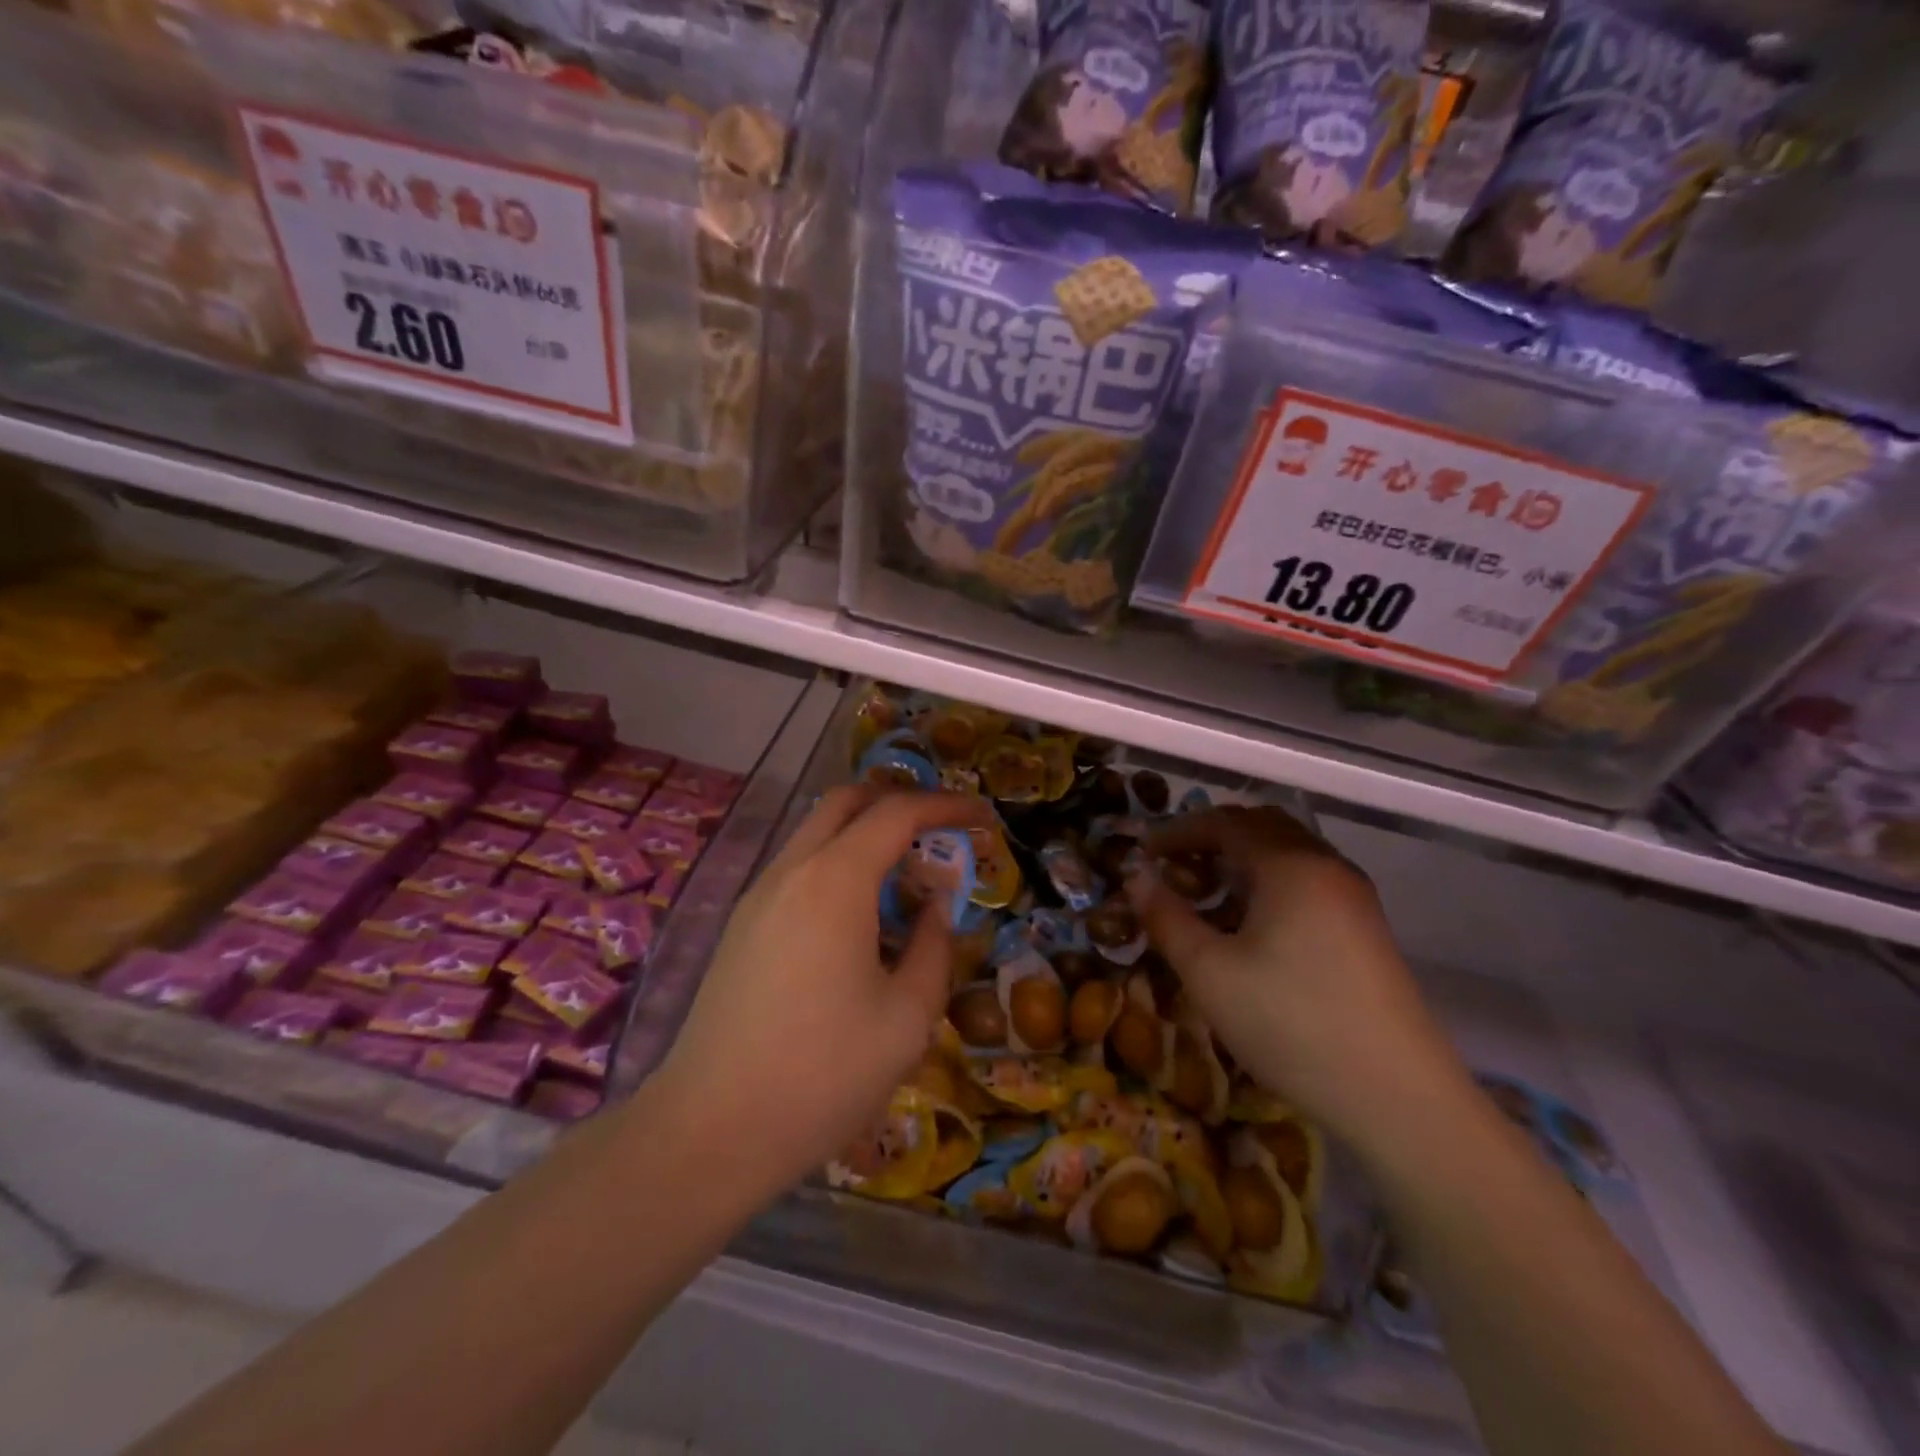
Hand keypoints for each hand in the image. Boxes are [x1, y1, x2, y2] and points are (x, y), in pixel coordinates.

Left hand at [651, 787, 988, 1202]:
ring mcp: (758, 896)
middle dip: (898, 803)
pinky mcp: (741, 926)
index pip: (896, 813)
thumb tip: (934, 909)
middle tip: (939, 832)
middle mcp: (791, 871)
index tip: (981, 815)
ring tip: (905, 880)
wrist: (709, 1130)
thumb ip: (933, 947)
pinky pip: (798, 868)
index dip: (945, 805)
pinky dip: (837, 865)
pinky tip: (858, 918)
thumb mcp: (907, 1017)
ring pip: (816, 832)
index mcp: (835, 881)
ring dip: (864, 835)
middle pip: (846, 802)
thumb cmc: (823, 1075)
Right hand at [1125, 807, 1463, 1144]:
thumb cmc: (1291, 1024)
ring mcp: (1354, 897)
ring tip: (1206, 894)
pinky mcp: (1366, 929)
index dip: (1178, 832)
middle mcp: (1327, 866)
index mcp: (1290, 865)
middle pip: (1262, 826)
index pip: (1225, 822)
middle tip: (1174, 865)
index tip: (1142, 853)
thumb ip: (1166, 917)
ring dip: (1242, 860)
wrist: (1398, 1098)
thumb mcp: (1209, 972)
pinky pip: (1308, 881)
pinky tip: (1251, 925)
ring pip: (1288, 854)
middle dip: (1212, 837)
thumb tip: (1136, 877)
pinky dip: (1269, 883)